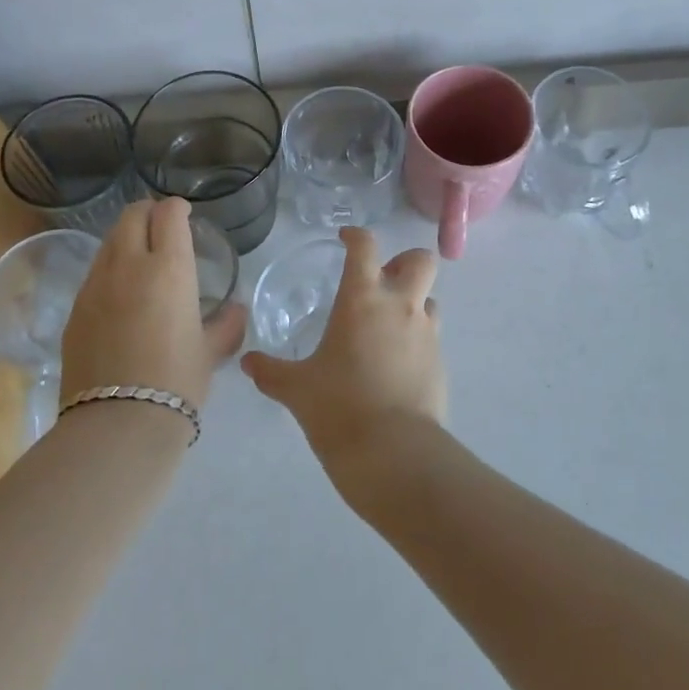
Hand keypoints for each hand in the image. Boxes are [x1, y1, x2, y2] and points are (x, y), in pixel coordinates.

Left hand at [60, 198, 245, 412]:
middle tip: (161, 228)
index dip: (177, 208)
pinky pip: (94, 273)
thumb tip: (235, 310)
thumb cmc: (176, 382)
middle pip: (132, 215)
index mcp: (169, 267)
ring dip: (126, 238)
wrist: (117, 425)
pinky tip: (119, 295)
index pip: (168, 213)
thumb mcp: (210, 352)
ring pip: (109, 240)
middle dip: (148, 212)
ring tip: (139, 259)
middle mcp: (129, 265)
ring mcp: (95, 286)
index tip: (184, 216)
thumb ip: (226, 324)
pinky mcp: (75, 310)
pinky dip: (109, 269)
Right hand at [241, 228, 445, 488]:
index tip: (345, 239)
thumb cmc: (339, 407)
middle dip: (405, 262)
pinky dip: (417, 340)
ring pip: (430, 298)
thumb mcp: (297, 389)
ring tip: (389, 325)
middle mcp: (400, 305)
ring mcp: (426, 333)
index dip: (356, 235)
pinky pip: (432, 336)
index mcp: (363, 298)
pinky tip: (396, 365)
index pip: (365, 246)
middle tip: (382, 280)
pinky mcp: (440, 363)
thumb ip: (271, 371)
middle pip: (420, 260)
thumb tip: (248, 363)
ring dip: (414, 302)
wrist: (393, 453)